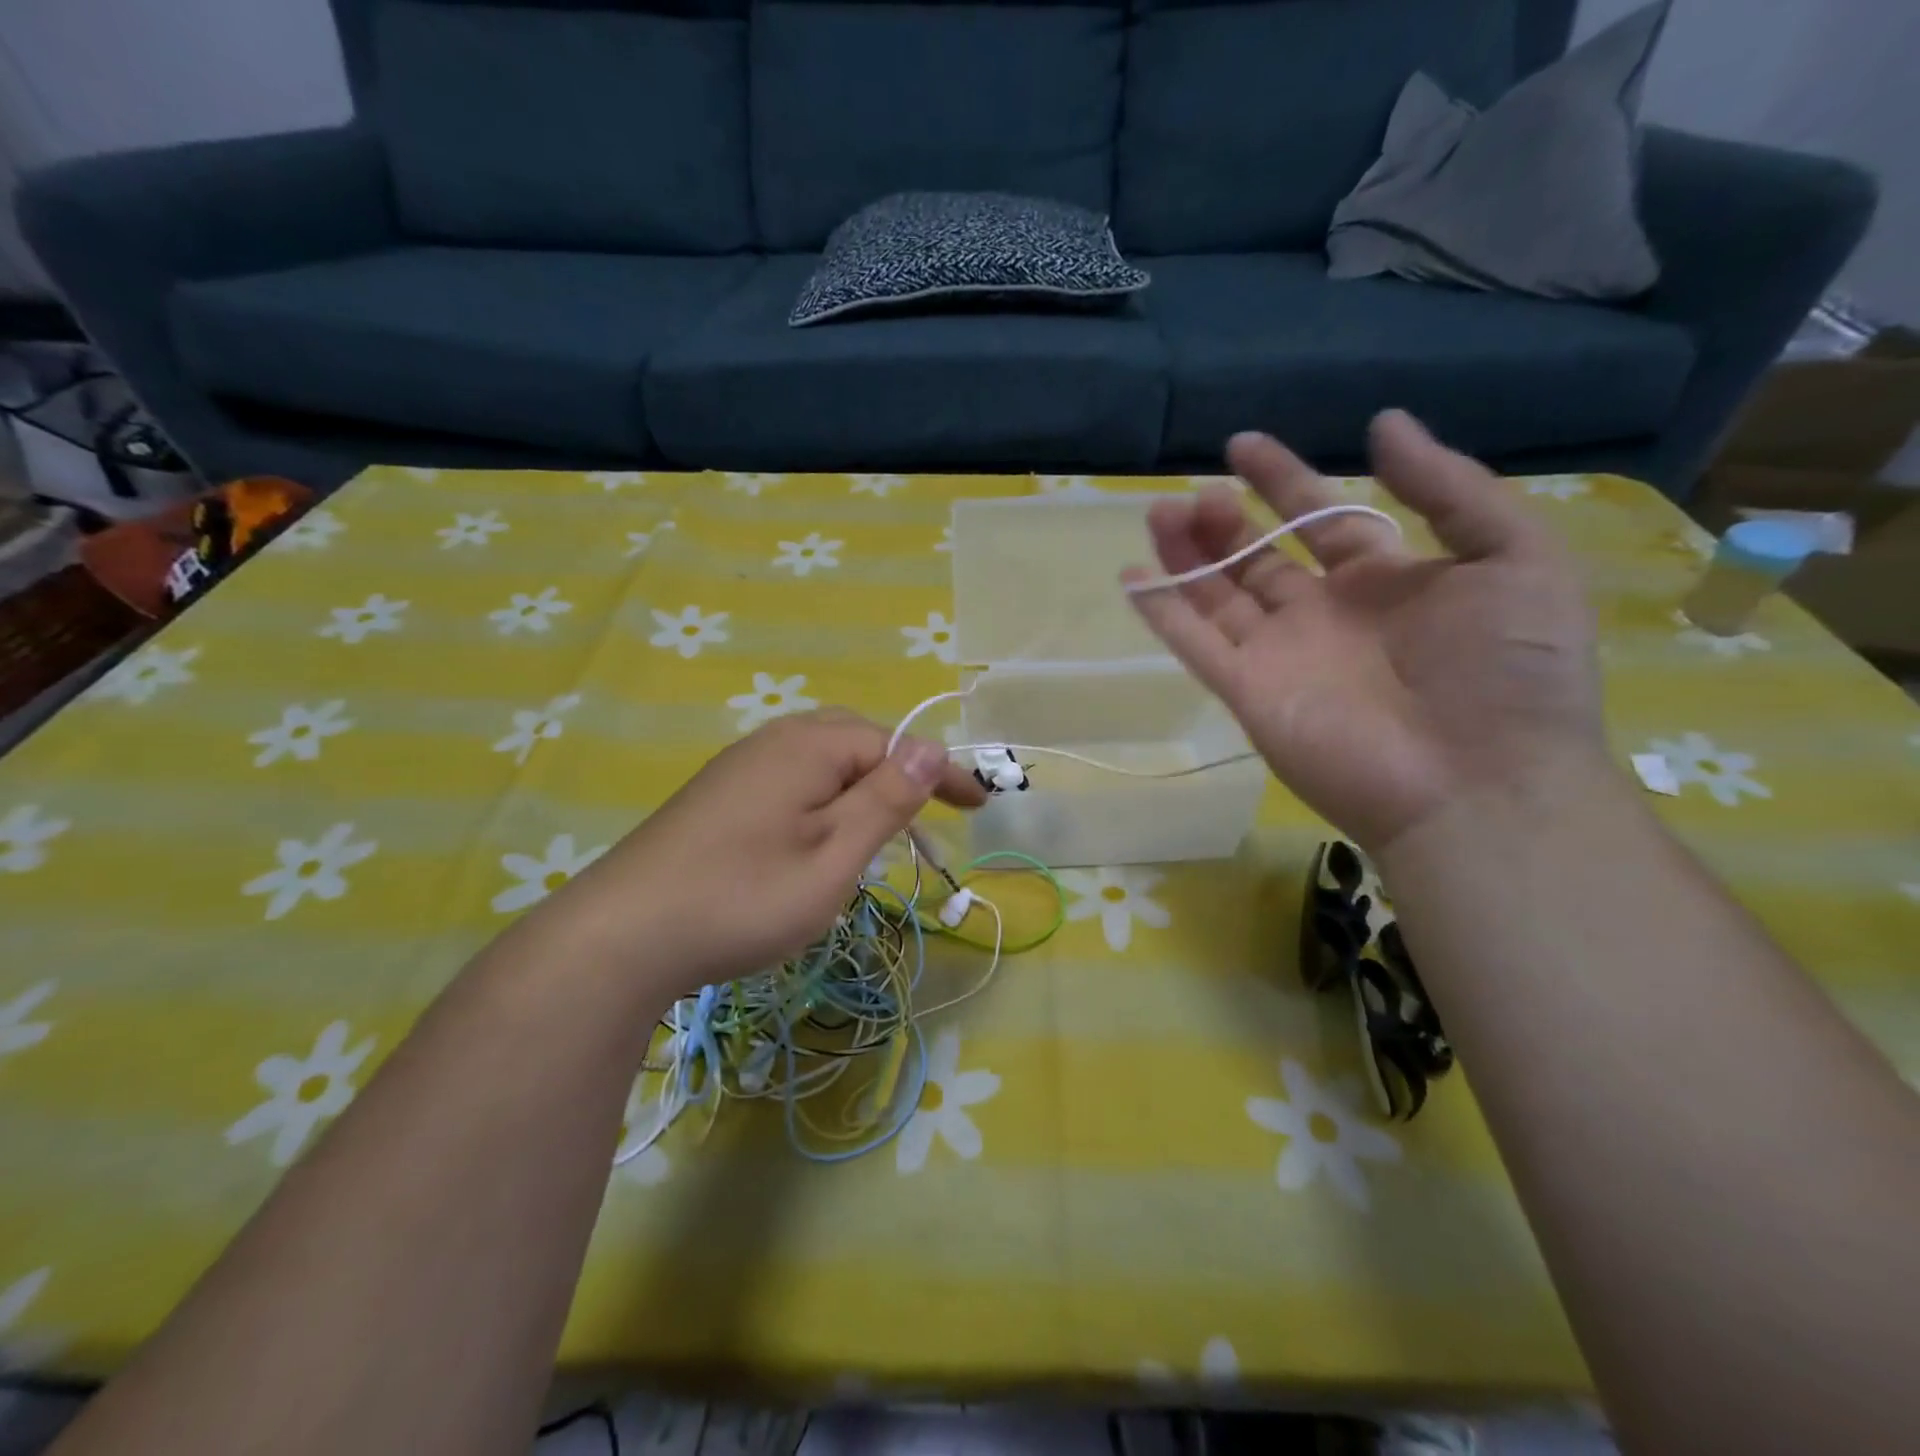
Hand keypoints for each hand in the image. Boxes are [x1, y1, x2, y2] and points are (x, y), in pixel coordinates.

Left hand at [529, 711, 985, 996]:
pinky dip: (824, 796)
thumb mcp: (834, 856)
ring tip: (883, 824)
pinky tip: (818, 832)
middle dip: (899, 771)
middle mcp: (772, 741)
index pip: (893, 744)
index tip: (979, 805)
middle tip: (931, 812)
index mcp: (807, 746)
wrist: (621, 937)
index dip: (941, 772)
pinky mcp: (718, 796)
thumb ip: (885, 799)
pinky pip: (790, 779)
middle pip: (854, 740)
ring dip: (861, 783)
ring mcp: (739, 767)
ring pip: (819, 760)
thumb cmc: (744, 898)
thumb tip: (930, 749)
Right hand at [1127, 411, 1604, 852]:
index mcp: (1385, 582)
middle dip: (1226, 522)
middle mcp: (1323, 616)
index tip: (1241, 445)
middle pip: (1258, 558)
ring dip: (1187, 555)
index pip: (1320, 518)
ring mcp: (1281, 656)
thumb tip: (1382, 423)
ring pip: (1218, 595)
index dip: (1282, 480)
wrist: (1480, 785)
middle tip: (1198, 494)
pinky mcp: (1247, 693)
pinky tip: (1132, 576)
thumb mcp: (1513, 555)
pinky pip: (1195, 645)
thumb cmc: (1511, 671)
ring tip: (1161, 515)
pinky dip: (1162, 612)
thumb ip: (1448, 486)